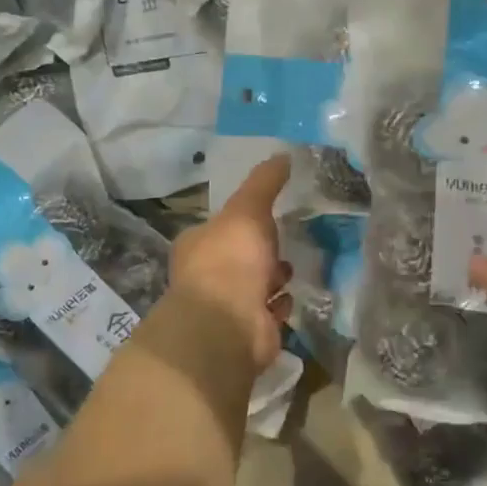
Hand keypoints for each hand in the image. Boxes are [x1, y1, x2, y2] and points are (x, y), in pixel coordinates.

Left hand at [168, 155, 293, 373]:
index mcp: (197, 245)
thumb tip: (283, 154)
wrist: (229, 326)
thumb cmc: (231, 261)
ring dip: (274, 279)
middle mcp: (207, 276)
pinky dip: (279, 306)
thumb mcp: (248, 209)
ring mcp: (226, 307)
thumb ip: (265, 182)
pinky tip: (289, 299)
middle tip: (284, 243)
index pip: (221, 227)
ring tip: (288, 272)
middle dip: (263, 251)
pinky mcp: (247, 331)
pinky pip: (267, 313)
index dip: (243, 221)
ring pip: (255, 285)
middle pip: (240, 257)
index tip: (268, 216)